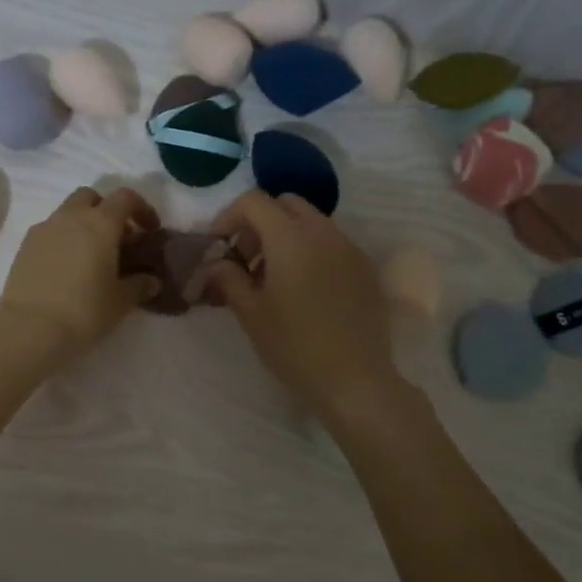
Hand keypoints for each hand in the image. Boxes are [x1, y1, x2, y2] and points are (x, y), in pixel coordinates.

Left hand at [0, 185, 160, 367]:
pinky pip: (49, 231)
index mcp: (100, 223)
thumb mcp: (120, 302)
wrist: (29, 328)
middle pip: (92, 197)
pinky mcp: (24, 246)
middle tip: (117, 239)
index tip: (149, 230)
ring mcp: (44, 229)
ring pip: (68, 212)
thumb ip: (139, 285)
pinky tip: (67, 267)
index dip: (142, 209)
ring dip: (83, 224)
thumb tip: (152, 280)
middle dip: (107, 211)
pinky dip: (63, 239)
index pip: (125, 198)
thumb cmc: (84, 311)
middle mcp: (71, 217)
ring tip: (91, 256)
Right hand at [204, 192, 398, 419]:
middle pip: (285, 204)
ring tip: (273, 278)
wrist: (355, 380)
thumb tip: (215, 263)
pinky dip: (311, 250)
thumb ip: (228, 278)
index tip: (218, 246)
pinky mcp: (366, 268)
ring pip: (312, 221)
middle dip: (259, 222)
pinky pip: (332, 243)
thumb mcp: (250, 313)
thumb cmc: (294, 346)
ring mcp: (350, 248)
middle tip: (245, 259)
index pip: (254, 201)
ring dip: (285, 236)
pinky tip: (304, 289)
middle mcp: (323, 232)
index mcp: (290, 237)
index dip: (229, 216)